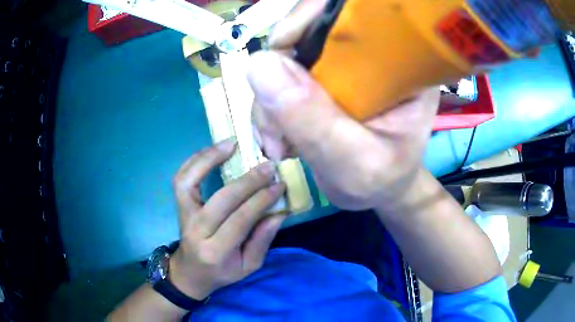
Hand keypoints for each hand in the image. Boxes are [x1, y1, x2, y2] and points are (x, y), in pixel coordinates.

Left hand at [169, 139, 285, 299]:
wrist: (191, 272)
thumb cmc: (222, 272)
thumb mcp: (249, 266)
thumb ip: (262, 240)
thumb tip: (279, 211)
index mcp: (216, 251)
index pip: (240, 220)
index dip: (261, 200)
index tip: (279, 185)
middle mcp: (196, 231)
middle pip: (221, 199)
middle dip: (248, 181)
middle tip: (267, 166)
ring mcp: (183, 216)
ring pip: (189, 181)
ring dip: (210, 159)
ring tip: (231, 144)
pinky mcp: (178, 206)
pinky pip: (181, 178)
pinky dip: (194, 160)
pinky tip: (212, 150)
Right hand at [247, 0, 439, 211]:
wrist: (378, 189)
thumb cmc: (381, 180)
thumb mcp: (354, 162)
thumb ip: (313, 119)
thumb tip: (258, 64)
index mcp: (399, 63)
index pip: (354, 12)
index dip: (311, 17)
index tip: (283, 48)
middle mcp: (371, 54)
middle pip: (308, 32)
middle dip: (279, 74)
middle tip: (276, 128)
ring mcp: (343, 65)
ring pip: (287, 57)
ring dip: (270, 100)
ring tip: (279, 144)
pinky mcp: (322, 78)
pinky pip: (281, 77)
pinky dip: (269, 107)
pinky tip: (278, 139)